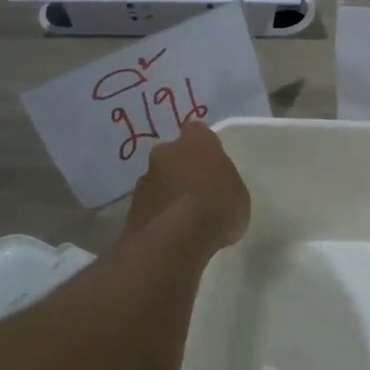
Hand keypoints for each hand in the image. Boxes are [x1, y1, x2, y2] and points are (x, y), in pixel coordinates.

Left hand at [123, 121, 249, 251]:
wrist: (175, 239)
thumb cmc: (218, 207)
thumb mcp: (239, 194)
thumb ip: (225, 183)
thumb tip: (215, 187)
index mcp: (196, 142)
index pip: (198, 130)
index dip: (204, 145)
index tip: (211, 160)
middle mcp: (165, 152)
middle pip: (172, 154)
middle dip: (181, 167)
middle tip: (196, 189)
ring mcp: (144, 180)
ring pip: (158, 179)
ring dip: (167, 191)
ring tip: (182, 216)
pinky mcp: (131, 207)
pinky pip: (149, 205)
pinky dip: (158, 213)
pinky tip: (170, 231)